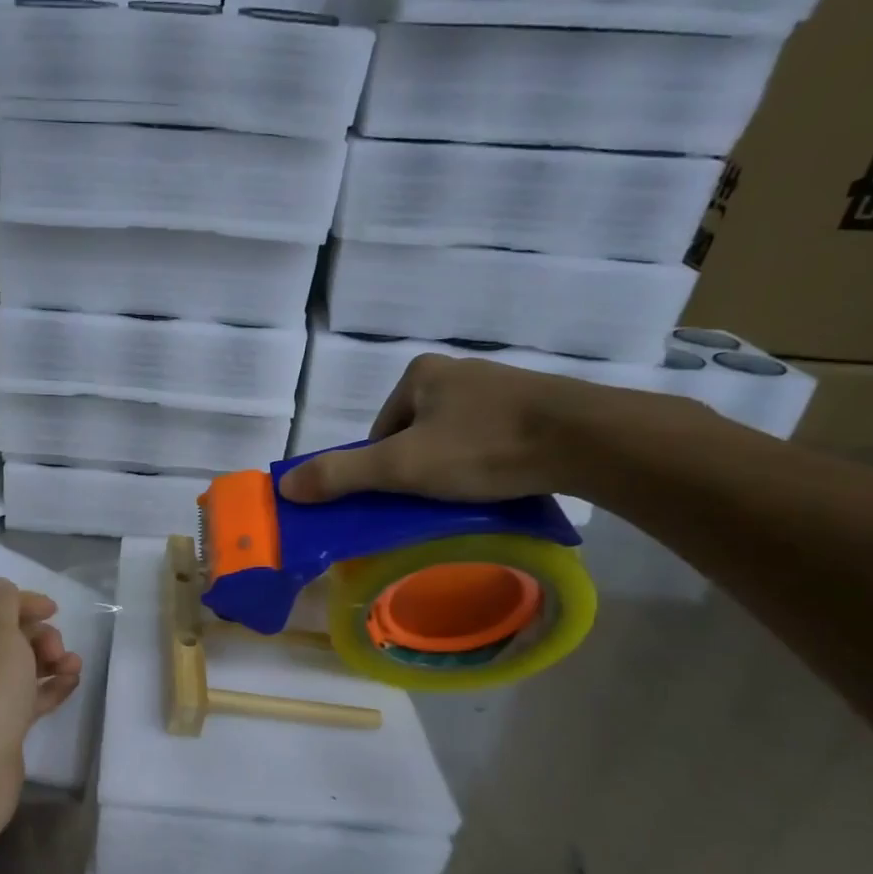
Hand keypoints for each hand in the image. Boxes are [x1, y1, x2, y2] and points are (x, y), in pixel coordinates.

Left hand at [0, 579, 82, 830]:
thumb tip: (1, 586)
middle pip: (1, 637)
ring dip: (47, 662)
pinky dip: (46, 688)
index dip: (21, 604)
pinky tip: (72, 683)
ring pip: (15, 669)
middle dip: (36, 637)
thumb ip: (5, 606)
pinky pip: (22, 698)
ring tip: (73, 666)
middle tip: (58, 649)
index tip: (55, 609)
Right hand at [278, 354, 632, 503]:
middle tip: (432, 501)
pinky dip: (486, 462)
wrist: (587, 440)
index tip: (399, 495)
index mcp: (419, 374)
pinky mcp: (535, 406)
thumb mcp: (401, 467)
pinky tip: (500, 482)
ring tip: (469, 496)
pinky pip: (491, 439)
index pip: (379, 430)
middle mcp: (457, 372)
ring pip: (453, 438)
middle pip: (414, 435)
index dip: (380, 468)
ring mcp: (500, 387)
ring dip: (452, 468)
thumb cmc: (483, 446)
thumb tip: (285, 485)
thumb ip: (342, 474)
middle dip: (418, 468)